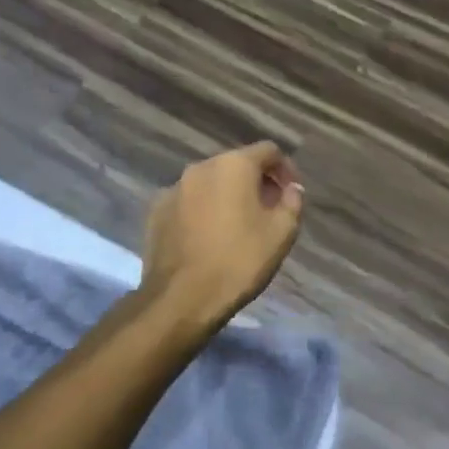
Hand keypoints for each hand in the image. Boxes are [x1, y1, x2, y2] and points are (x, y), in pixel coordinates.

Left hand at [141, 142, 305, 326]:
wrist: (182, 297)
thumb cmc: (239, 261)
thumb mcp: (281, 233)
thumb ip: (292, 202)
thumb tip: (291, 188)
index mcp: (234, 165)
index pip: (269, 151)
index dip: (286, 169)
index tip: (291, 194)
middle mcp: (201, 167)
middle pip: (237, 164)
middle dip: (256, 182)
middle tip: (268, 210)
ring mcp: (174, 188)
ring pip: (210, 183)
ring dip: (227, 195)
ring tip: (238, 225)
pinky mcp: (156, 211)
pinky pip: (188, 201)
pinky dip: (202, 210)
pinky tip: (208, 237)